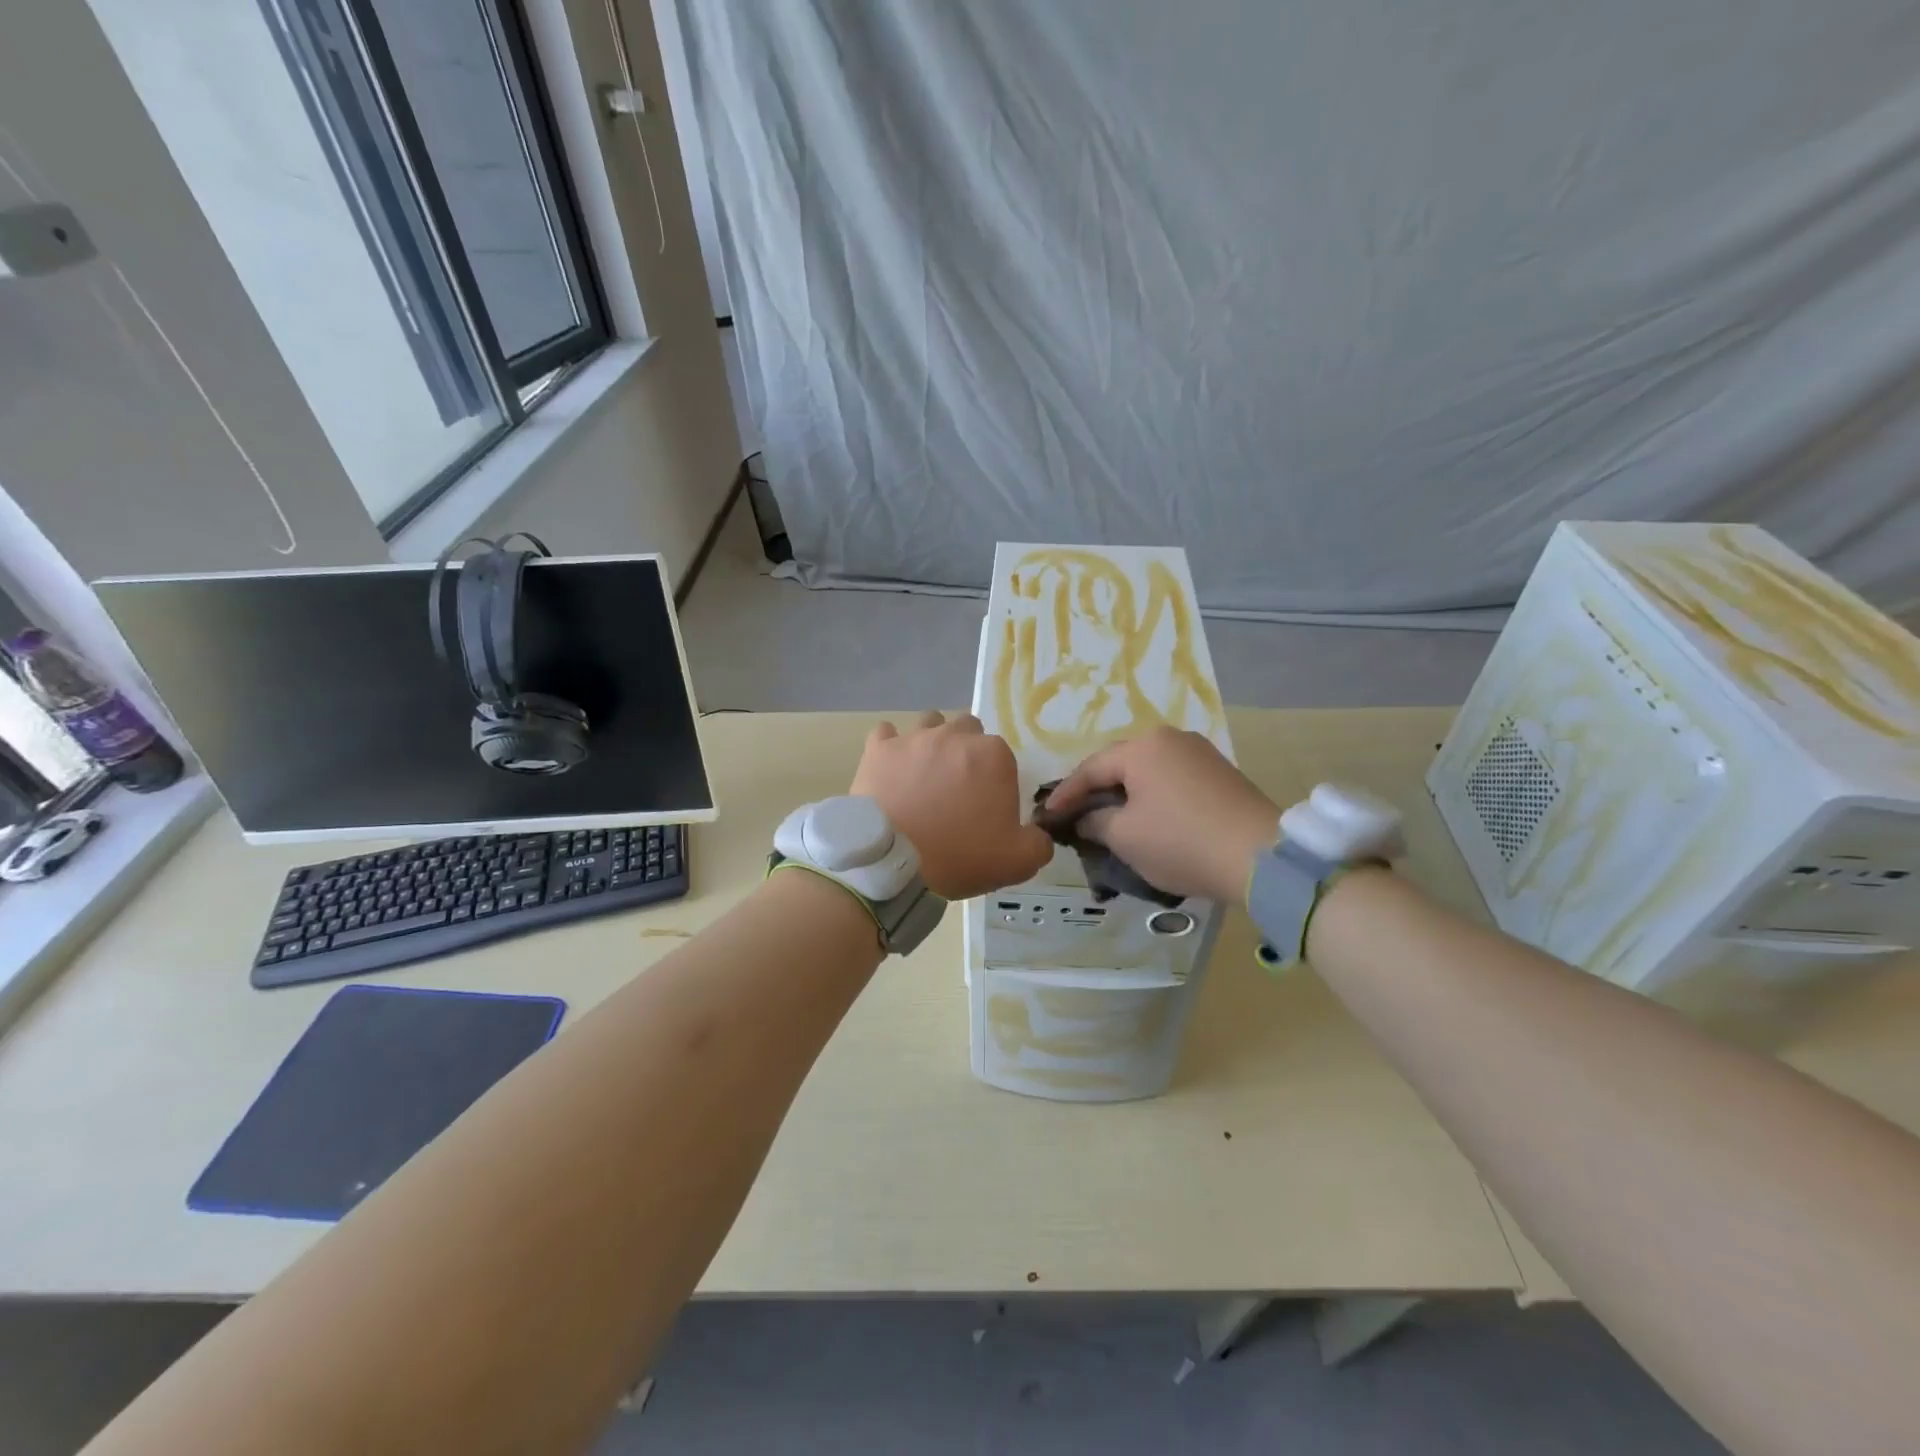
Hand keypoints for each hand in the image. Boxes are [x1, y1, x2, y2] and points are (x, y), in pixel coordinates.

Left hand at [851, 711, 1053, 899]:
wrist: (893, 862)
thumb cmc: (960, 856)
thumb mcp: (1018, 862)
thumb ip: (1039, 844)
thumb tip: (1039, 834)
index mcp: (993, 755)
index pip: (1002, 756)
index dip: (995, 779)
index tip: (986, 805)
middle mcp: (955, 735)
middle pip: (967, 730)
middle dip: (966, 751)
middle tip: (957, 787)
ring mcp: (914, 738)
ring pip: (930, 723)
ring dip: (932, 742)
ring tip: (924, 774)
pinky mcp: (879, 749)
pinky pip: (886, 733)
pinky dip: (890, 747)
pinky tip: (890, 767)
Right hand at [1044, 727, 1277, 902]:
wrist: (1261, 858)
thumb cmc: (1181, 842)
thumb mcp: (1124, 837)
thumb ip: (1094, 822)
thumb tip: (1085, 818)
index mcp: (1142, 747)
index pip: (1090, 769)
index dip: (1066, 794)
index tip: (1046, 816)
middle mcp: (1171, 738)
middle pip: (1120, 764)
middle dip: (1095, 790)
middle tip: (1075, 814)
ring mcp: (1200, 753)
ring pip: (1148, 772)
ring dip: (1125, 793)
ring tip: (1109, 817)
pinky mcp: (1221, 773)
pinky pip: (1172, 780)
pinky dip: (1153, 797)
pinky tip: (1147, 817)